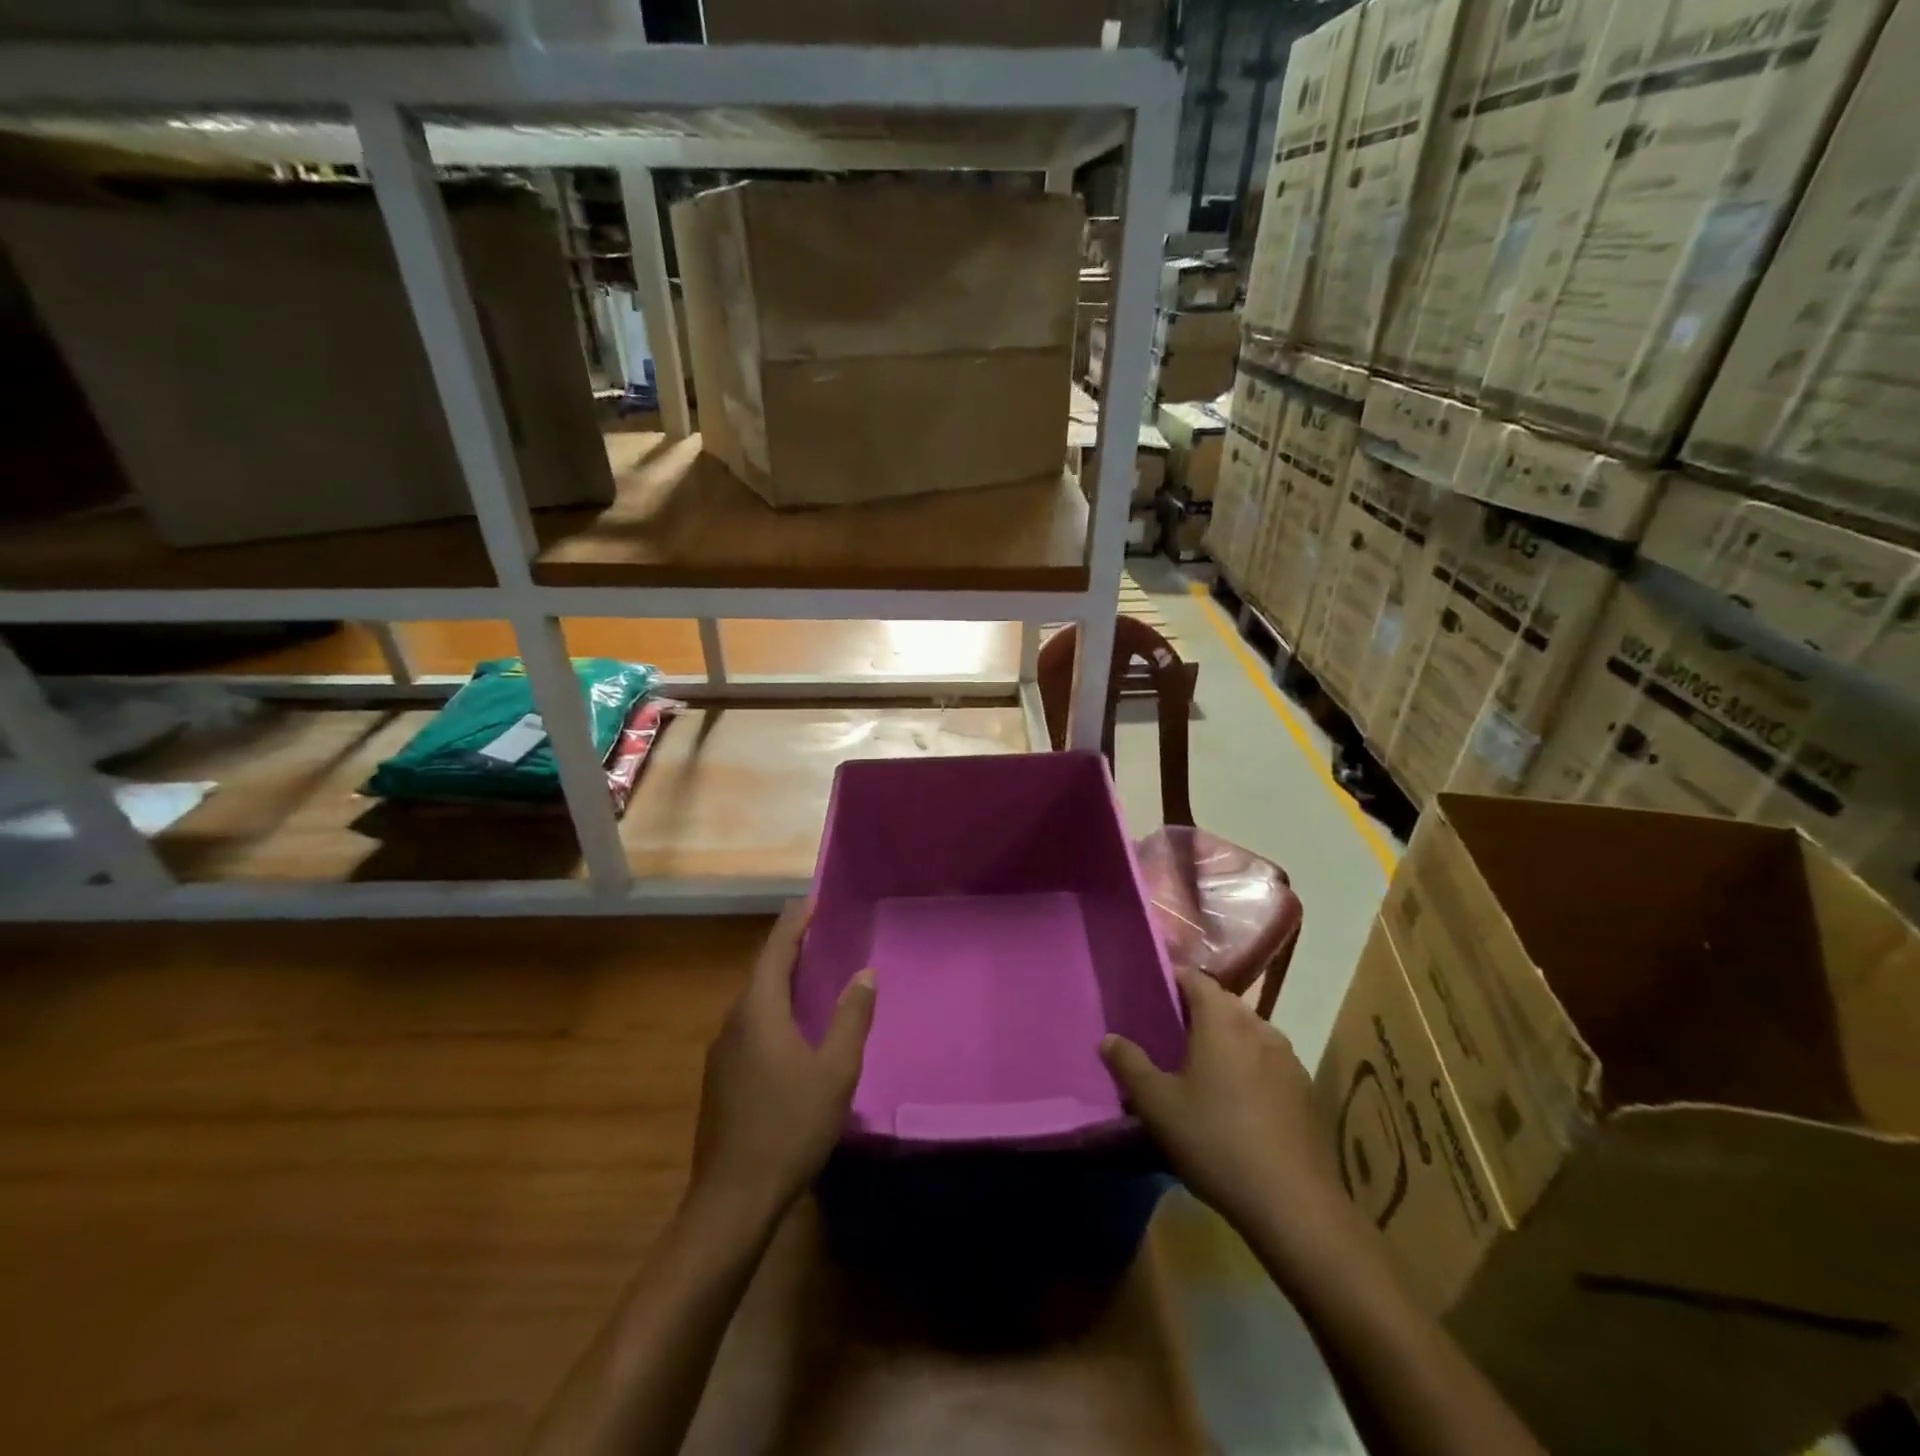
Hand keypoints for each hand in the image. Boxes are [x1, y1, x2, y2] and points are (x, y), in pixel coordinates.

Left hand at [688, 903, 875, 1232]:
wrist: (733, 1198)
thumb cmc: (789, 1127)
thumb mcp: (834, 1071)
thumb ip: (850, 1018)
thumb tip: (865, 973)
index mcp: (758, 1011)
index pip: (775, 949)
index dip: (795, 922)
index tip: (813, 900)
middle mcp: (733, 1021)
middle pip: (761, 970)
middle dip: (789, 947)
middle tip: (820, 932)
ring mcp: (722, 1051)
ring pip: (754, 1000)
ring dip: (780, 979)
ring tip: (812, 972)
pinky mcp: (720, 1077)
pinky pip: (750, 1024)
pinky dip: (772, 1008)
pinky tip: (793, 1027)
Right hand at [1101, 967, 1356, 1263]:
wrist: (1294, 1205)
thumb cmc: (1216, 1142)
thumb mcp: (1158, 1106)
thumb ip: (1129, 1065)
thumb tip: (1109, 1039)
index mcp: (1223, 1020)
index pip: (1195, 978)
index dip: (1172, 980)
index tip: (1150, 995)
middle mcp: (1260, 1027)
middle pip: (1223, 1004)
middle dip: (1197, 1012)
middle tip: (1169, 1035)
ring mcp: (1289, 1059)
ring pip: (1249, 1033)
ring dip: (1225, 1041)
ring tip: (1201, 1069)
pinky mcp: (1307, 1091)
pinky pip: (1269, 1063)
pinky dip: (1249, 1067)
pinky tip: (1237, 1102)